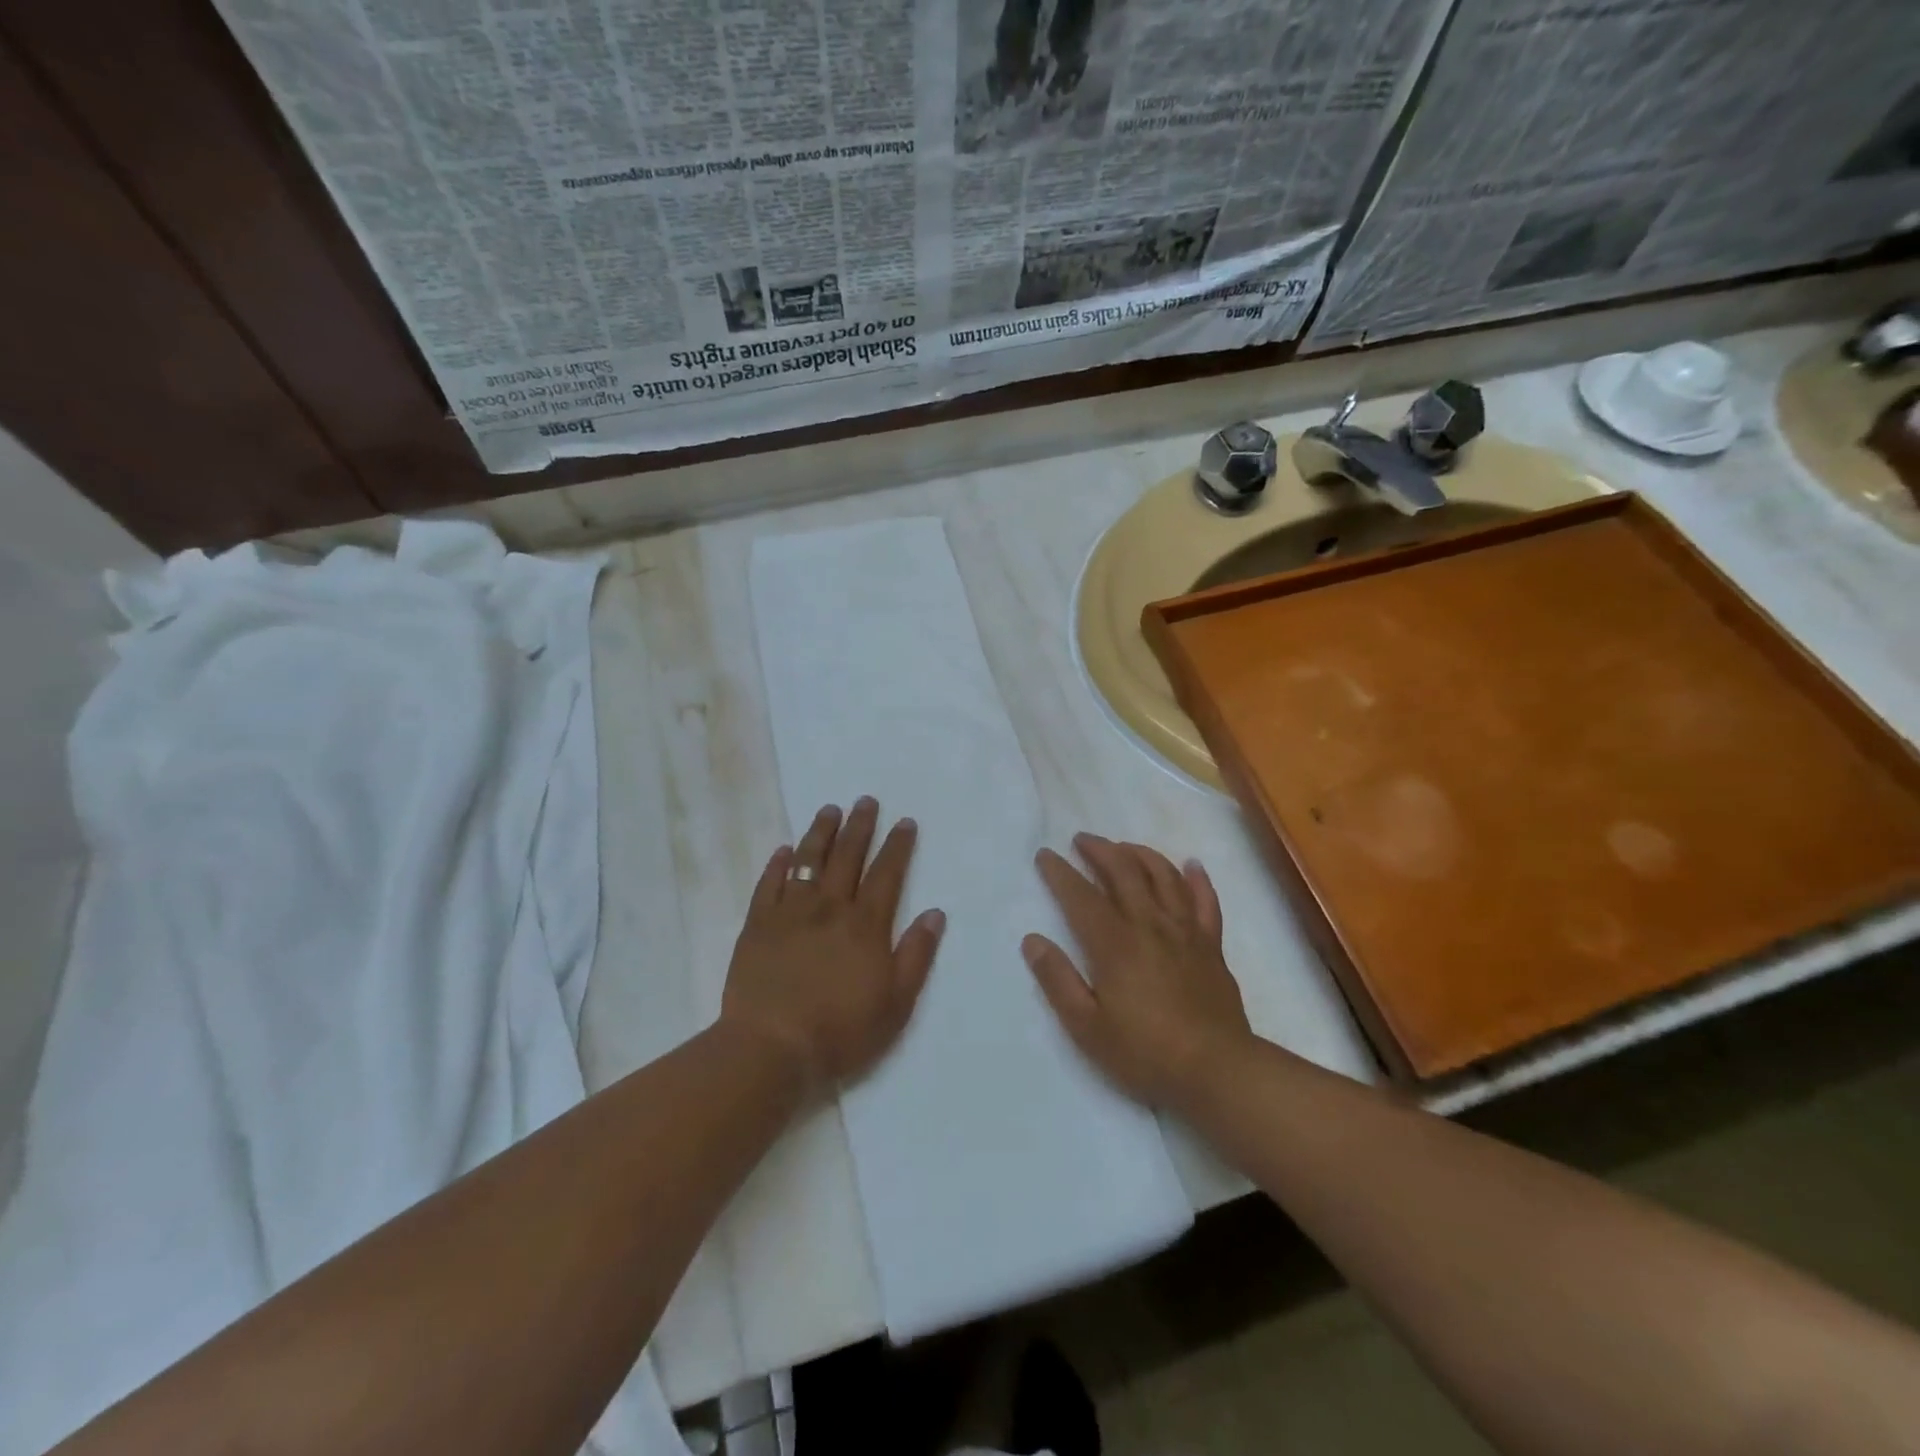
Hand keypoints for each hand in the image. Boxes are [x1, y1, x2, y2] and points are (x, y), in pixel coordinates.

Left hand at [721, 797, 944, 1095]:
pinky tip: (784, 850)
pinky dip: (778, 864)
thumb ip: (916, 955)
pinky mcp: (757, 925)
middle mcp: (830, 908)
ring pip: (808, 861)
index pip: (887, 874)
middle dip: (860, 826)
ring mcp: (790, 913)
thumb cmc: (841, 1030)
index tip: (904, 821)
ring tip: (830, 810)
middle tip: (866, 800)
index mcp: (865, 925)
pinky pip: (769, 884)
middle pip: (847, 856)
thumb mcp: (896, 1003)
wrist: (771, 1046)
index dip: (897, 846)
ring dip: (821, 832)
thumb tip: (934, 913)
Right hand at [1024, 833, 1252, 1108]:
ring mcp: (1185, 932)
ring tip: (1124, 847)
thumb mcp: (1087, 1027)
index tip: (1044, 854)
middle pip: (1124, 872)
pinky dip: (1197, 879)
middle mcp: (1149, 925)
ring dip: (1141, 854)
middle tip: (1082, 839)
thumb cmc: (1145, 1052)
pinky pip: (1206, 902)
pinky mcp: (1211, 945)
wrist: (1217, 1071)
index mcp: (1115, 943)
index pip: (1081, 896)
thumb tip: (1032, 940)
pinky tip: (1191, 865)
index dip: (1060, 872)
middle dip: (1100, 850)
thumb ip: (1058, 980)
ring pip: (1164, 876)